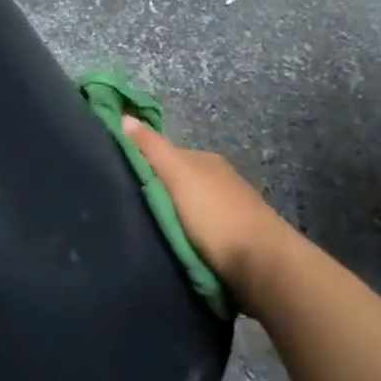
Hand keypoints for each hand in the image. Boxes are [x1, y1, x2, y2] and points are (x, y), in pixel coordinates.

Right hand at [121, 116, 296, 300]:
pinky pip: (197, 229)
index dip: (141, 163)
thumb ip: (151, 148)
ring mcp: (228, 209)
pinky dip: (184, 233)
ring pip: (186, 206)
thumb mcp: (177, 175)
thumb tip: (124, 116)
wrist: (262, 264)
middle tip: (128, 208)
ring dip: (169, 215)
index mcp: (206, 161)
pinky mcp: (233, 238)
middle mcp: (219, 180)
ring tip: (146, 229)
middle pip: (176, 181)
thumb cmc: (215, 216)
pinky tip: (172, 244)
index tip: (117, 181)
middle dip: (155, 191)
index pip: (164, 154)